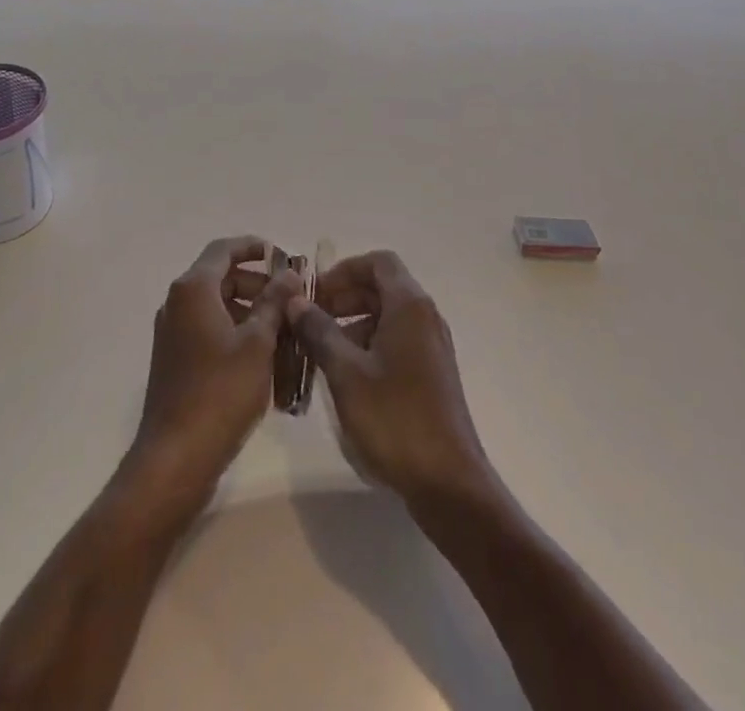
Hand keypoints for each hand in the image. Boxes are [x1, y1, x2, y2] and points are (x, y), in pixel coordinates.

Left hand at [127, 237, 301, 508]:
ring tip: (285, 331)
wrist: (175, 456)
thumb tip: (288, 273)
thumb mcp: (258, 343)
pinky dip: (235, 332)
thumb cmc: (220, 391)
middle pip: (220, 276)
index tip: (284, 255)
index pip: (224, 249)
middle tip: (291, 298)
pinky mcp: (175, 359)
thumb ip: (274, 302)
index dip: (254, 247)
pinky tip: (264, 358)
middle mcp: (177, 303)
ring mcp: (173, 332)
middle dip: (258, 283)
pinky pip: (209, 330)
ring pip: (217, 306)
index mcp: (193, 289)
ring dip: (250, 310)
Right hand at [284, 250, 492, 509]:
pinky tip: (346, 378)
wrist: (448, 483)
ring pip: (387, 316)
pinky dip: (368, 346)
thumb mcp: (346, 372)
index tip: (315, 294)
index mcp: (409, 306)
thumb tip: (295, 300)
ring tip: (321, 352)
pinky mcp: (431, 374)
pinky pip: (396, 341)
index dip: (343, 270)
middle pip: (382, 287)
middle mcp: (425, 317)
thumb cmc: (395, 418)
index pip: (377, 262)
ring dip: (353, 324)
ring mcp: (431, 347)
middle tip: (310, 321)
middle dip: (344, 297)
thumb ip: (319, 331)